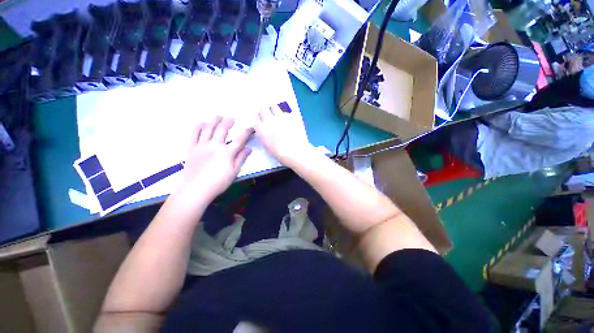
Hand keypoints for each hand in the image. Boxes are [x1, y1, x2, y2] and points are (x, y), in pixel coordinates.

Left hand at [179, 116, 251, 202]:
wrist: (196, 189)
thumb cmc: (218, 182)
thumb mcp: (234, 172)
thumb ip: (241, 158)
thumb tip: (249, 148)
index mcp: (227, 152)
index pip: (240, 139)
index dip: (246, 132)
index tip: (251, 127)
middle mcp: (215, 145)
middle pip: (223, 129)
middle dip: (229, 121)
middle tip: (233, 117)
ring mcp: (202, 145)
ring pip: (208, 128)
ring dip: (214, 120)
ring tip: (218, 116)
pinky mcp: (192, 148)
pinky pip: (194, 134)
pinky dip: (198, 126)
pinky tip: (202, 123)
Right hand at [254, 105, 312, 166]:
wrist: (295, 151)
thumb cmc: (280, 153)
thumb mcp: (267, 145)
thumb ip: (264, 135)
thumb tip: (265, 130)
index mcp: (262, 130)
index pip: (256, 117)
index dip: (259, 117)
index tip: (261, 118)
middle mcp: (269, 120)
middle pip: (263, 108)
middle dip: (265, 110)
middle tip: (269, 112)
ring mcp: (280, 117)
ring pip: (275, 106)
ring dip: (275, 109)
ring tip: (278, 113)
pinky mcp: (290, 116)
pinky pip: (286, 112)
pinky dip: (285, 114)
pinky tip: (288, 119)